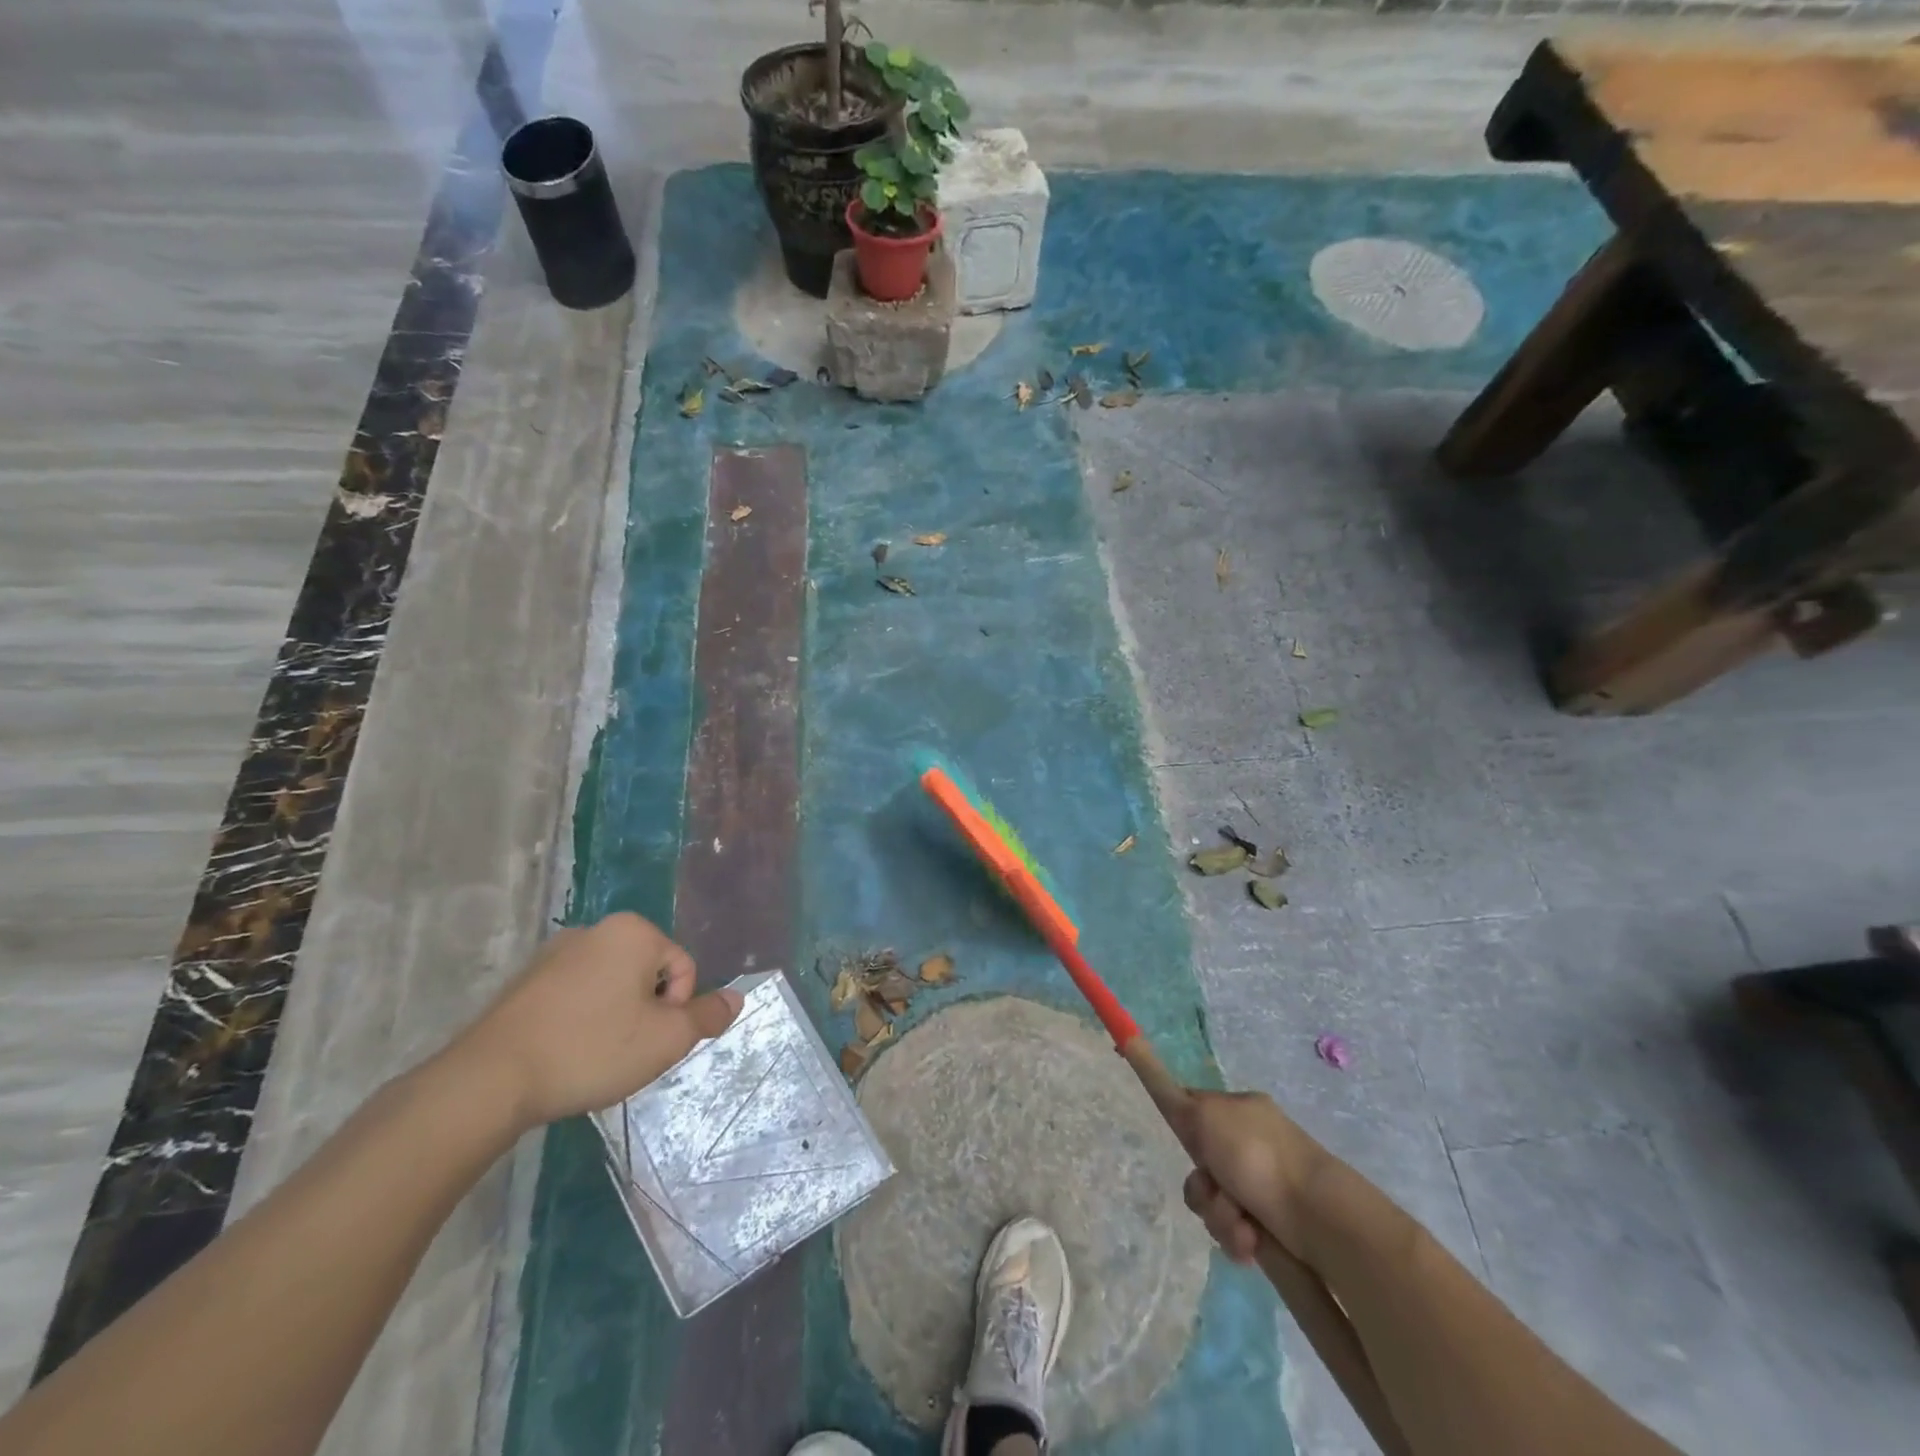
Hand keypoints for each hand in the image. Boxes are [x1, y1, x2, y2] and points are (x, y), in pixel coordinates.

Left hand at [449, 912, 741, 1132]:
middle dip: (646, 1012)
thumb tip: (737, 998)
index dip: (676, 1010)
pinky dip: (581, 1022)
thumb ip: (707, 1016)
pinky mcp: (525, 983)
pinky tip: (565, 1054)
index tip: (649, 1040)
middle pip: (647, 974)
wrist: (489, 1080)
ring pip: (610, 986)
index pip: (683, 968)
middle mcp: (594, 930)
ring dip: (615, 1018)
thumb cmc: (591, 1049)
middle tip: (627, 1052)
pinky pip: (574, 997)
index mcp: (633, 932)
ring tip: (594, 1057)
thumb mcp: (665, 1040)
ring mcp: (554, 954)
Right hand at [1181, 1090, 1327, 1265]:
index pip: (1196, 1113)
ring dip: (1219, 1216)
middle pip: (1201, 1167)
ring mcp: (1263, 1184)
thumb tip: (1140, 1051)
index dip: (1186, 1133)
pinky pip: (1236, 1230)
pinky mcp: (1273, 1224)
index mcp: (1240, 1110)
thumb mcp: (1205, 1114)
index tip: (1192, 1150)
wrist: (1316, 1213)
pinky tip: (1251, 1241)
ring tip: (1240, 1224)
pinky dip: (1237, 1237)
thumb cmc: (1256, 1155)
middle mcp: (1251, 1143)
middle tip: (1214, 1190)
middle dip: (1203, 1188)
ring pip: (1215, 1202)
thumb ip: (1172, 1096)